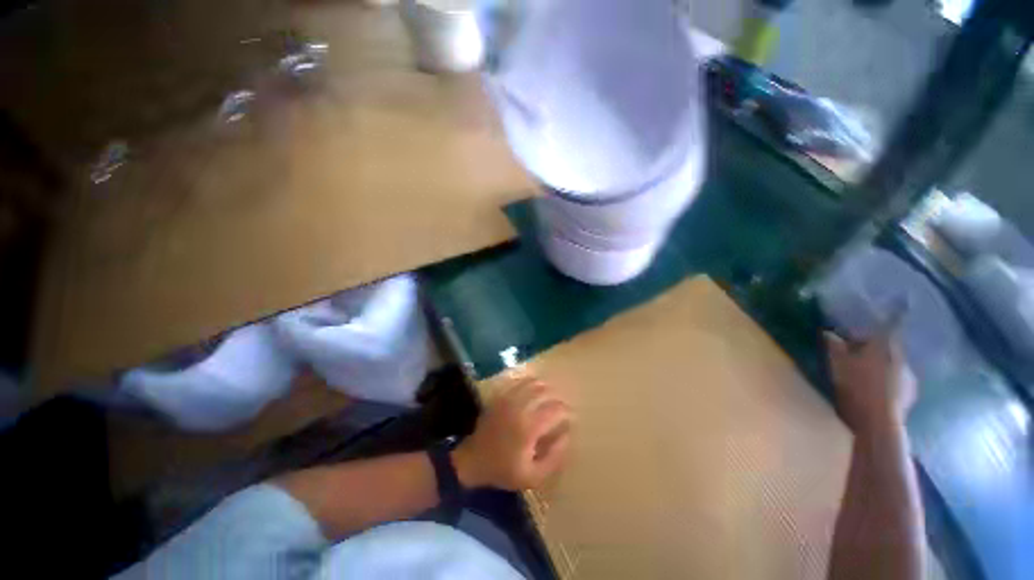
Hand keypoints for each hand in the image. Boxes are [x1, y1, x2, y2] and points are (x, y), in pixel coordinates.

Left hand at [452, 375, 572, 490]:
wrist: (473, 460)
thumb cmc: (503, 470)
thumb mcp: (533, 476)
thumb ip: (554, 458)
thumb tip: (567, 435)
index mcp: (529, 427)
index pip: (555, 409)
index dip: (566, 411)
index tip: (570, 417)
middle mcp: (520, 408)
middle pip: (544, 391)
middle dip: (556, 396)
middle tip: (561, 406)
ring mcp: (508, 399)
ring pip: (531, 382)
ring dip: (544, 386)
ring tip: (550, 395)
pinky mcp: (500, 397)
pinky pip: (518, 382)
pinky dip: (529, 382)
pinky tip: (533, 388)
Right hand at [824, 331, 916, 433]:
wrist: (879, 422)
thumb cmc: (856, 387)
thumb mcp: (838, 364)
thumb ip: (835, 347)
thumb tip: (829, 333)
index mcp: (884, 346)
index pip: (877, 331)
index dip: (863, 335)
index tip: (849, 341)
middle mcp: (901, 357)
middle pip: (885, 349)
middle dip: (871, 353)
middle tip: (852, 360)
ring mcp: (909, 377)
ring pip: (891, 366)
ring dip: (879, 369)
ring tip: (863, 378)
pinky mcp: (911, 395)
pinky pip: (896, 382)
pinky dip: (886, 384)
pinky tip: (874, 392)